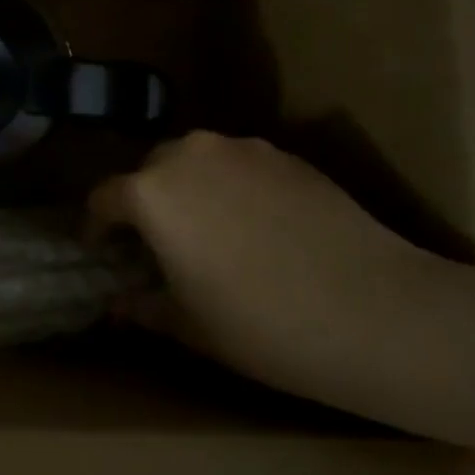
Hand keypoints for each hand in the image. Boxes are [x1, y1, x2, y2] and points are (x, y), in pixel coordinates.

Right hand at [88, 132, 440, 387]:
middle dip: (143, 202)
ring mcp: (245, 149)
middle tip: (155, 244)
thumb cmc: (260, 325)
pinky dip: (231, 188)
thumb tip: (118, 303)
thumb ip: (142, 306)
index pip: (104, 198)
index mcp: (151, 192)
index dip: (97, 227)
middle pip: (149, 171)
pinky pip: (240, 165)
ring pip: (196, 162)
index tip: (105, 253)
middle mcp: (191, 154)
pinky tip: (255, 228)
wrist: (377, 312)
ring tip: (206, 232)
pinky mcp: (291, 157)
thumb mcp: (187, 325)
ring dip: (188, 190)